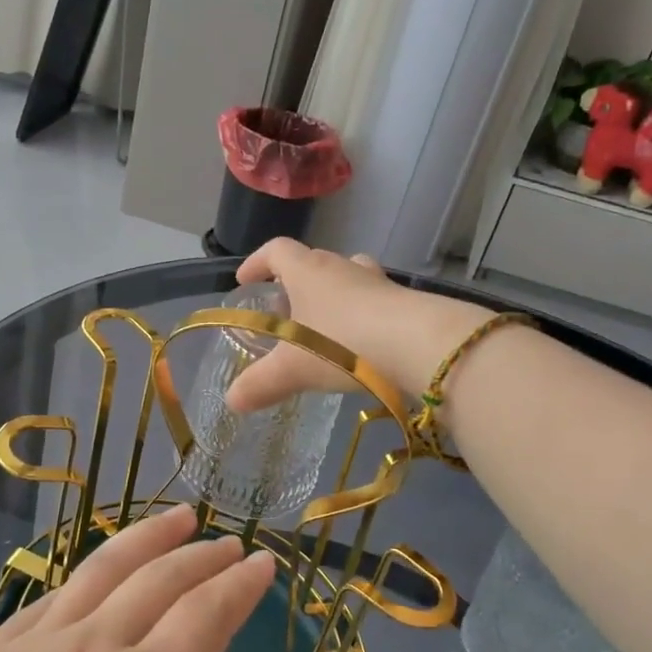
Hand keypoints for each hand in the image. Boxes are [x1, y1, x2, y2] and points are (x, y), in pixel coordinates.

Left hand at [0, 505, 289, 651]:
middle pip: (159, 577)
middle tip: (228, 542)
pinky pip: (50, 599)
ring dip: (148, 537)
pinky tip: (102, 579)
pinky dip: (88, 579)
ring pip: (102, 568)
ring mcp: (33, 645)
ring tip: (178, 517)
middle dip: (202, 553)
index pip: (207, 612)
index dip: (240, 583)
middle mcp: (91, 649)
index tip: (263, 562)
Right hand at [226, 238, 493, 413]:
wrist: (420, 345)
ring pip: (349, 278)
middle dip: (295, 283)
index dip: (256, 263)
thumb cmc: (344, 344)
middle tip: (286, 310)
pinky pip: (376, 302)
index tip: (244, 281)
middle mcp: (343, 267)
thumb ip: (260, 384)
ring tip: (325, 328)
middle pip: (314, 262)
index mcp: (309, 271)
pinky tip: (361, 346)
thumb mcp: (293, 369)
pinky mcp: (405, 302)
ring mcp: (378, 282)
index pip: (276, 251)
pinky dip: (363, 317)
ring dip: (334, 296)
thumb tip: (232, 400)